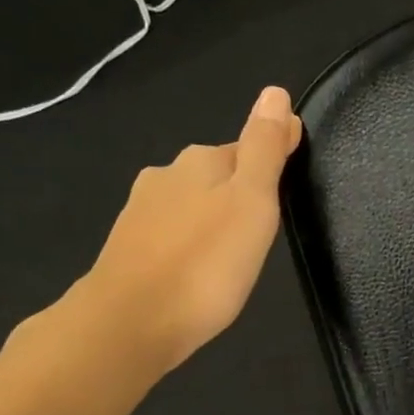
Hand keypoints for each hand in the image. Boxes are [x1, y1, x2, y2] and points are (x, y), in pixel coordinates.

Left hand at [80, 86, 301, 370]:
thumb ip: (265, 149)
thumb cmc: (206, 263)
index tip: (286, 192)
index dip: (268, 166)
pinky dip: (186, 246)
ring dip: (208, 222)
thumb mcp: (252, 202)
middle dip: (236, 195)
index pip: (245, 149)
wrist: (131, 322)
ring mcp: (139, 213)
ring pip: (187, 207)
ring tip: (229, 255)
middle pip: (213, 177)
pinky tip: (194, 271)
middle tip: (260, 231)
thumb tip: (275, 92)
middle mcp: (165, 176)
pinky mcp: (126, 250)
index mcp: (200, 162)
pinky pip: (168, 237)